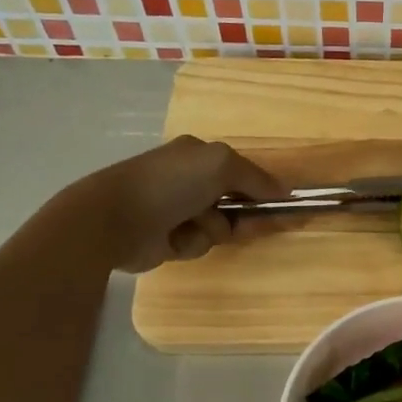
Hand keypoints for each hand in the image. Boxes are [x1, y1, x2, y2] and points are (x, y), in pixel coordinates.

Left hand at [80, 135, 285, 272]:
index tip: (287, 208)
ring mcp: (178, 210)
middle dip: (243, 216)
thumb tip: (286, 192)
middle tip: (247, 227)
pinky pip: (198, 244)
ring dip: (212, 231)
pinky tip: (173, 240)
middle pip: (236, 204)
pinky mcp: (168, 238)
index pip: (245, 173)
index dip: (266, 191)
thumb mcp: (221, 165)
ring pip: (219, 227)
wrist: (114, 219)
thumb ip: (257, 178)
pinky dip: (192, 244)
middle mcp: (190, 180)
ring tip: (191, 227)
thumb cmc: (169, 184)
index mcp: (200, 156)